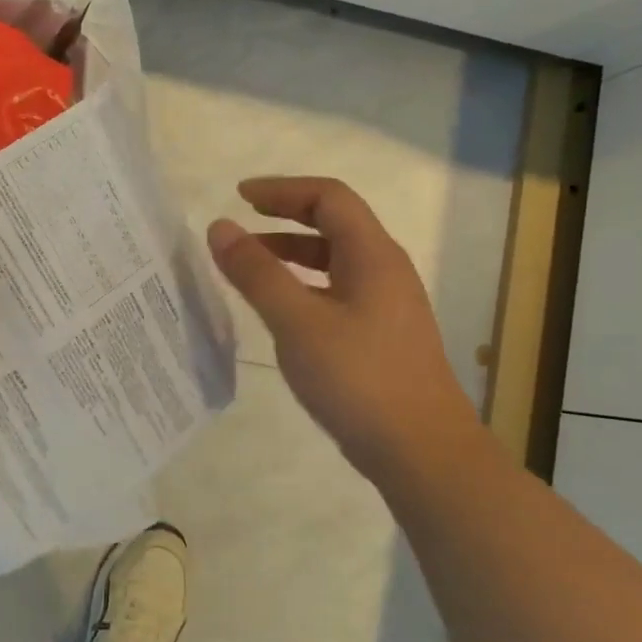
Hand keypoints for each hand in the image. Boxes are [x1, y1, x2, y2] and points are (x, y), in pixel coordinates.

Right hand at [207, 176, 484, 485]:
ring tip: (249, 264)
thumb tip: (220, 227)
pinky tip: (281, 310)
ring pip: (335, 260)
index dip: (282, 190)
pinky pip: (337, 290)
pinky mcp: (381, 336)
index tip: (238, 196)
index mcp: (372, 256)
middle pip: (335, 223)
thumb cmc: (358, 379)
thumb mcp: (297, 322)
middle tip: (240, 223)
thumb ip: (256, 273)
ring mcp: (387, 305)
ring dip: (292, 252)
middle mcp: (385, 271)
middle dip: (285, 215)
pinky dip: (303, 285)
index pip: (329, 197)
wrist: (422, 451)